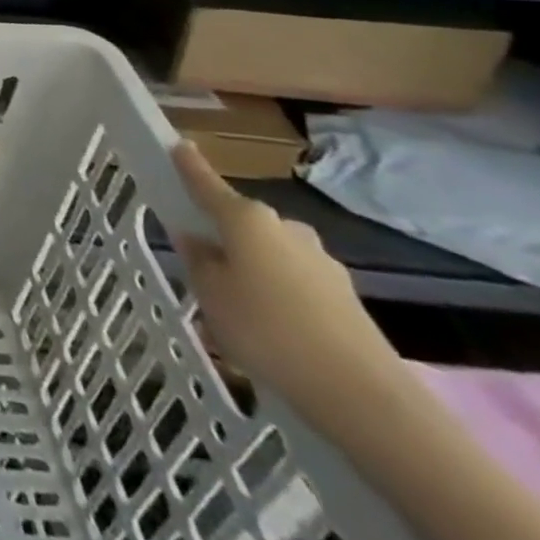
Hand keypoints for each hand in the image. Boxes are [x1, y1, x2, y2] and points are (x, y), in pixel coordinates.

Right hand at [172, 141, 400, 422]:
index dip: (189, 166)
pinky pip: (294, 283)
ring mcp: (320, 261)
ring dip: (251, 268)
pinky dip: (277, 294)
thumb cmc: (266, 329)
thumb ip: (198, 260)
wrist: (361, 394)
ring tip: (235, 307)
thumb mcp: (209, 294)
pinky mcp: (343, 296)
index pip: (207, 184)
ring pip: (270, 254)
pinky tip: (271, 328)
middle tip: (201, 266)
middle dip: (223, 236)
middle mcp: (286, 228)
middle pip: (242, 222)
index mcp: (247, 219)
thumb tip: (198, 240)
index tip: (178, 145)